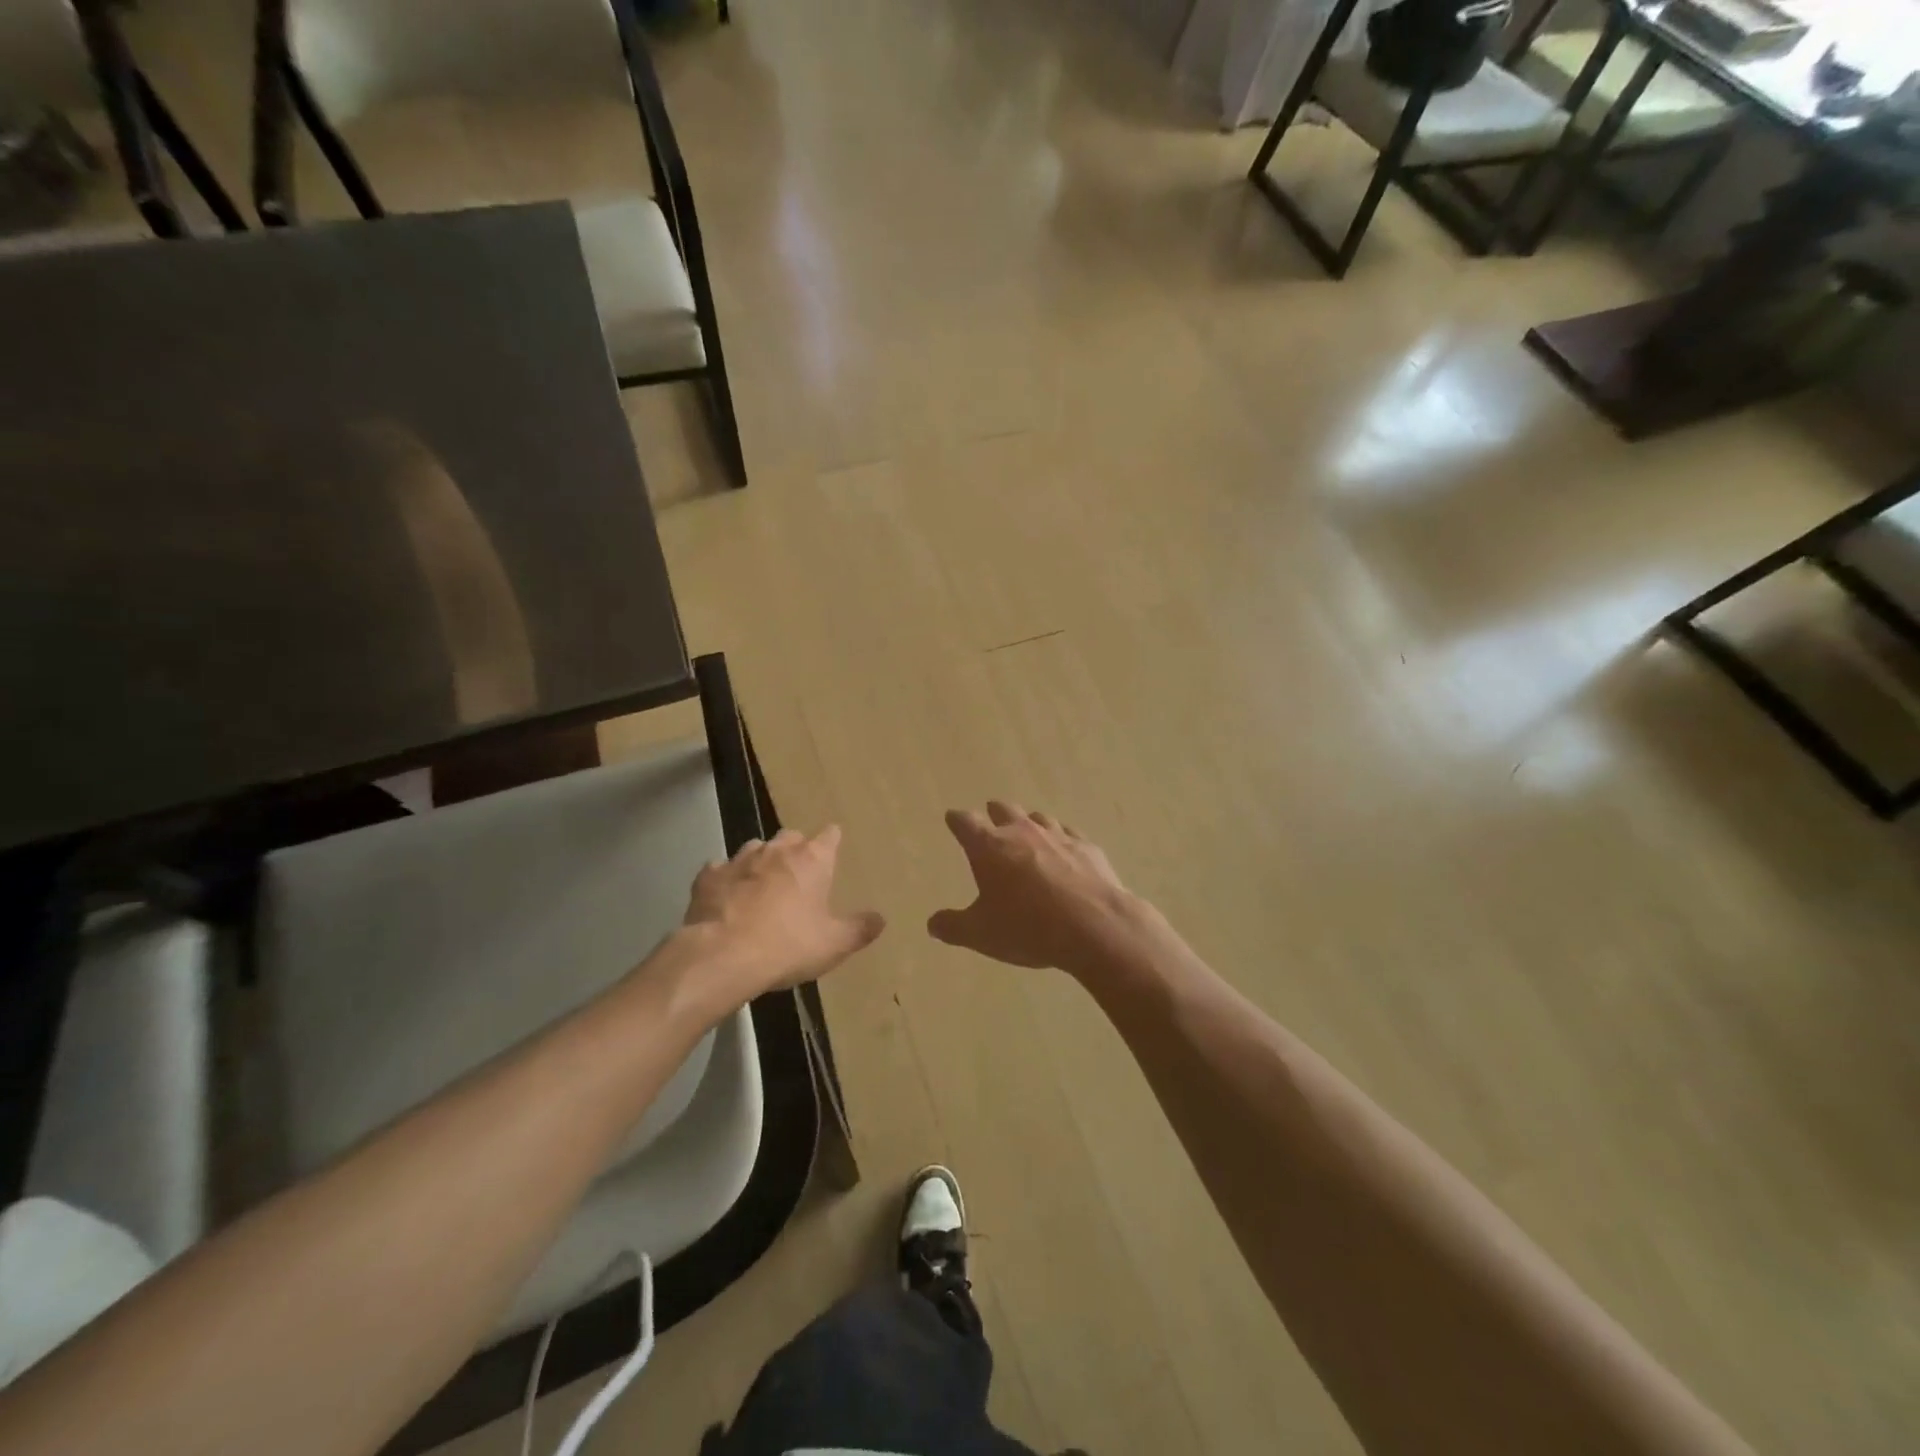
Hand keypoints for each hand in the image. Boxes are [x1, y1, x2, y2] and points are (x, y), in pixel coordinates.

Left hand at [678, 826, 885, 1007]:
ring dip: (761, 862)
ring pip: (755, 848)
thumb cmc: (788, 945)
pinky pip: (720, 869)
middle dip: (796, 850)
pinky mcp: (709, 876)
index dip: (832, 842)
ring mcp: (740, 859)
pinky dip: (726, 879)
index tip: (833, 850)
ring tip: (762, 885)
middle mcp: (777, 850)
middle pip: (791, 837)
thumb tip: (881, 918)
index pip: (830, 835)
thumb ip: (859, 929)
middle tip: (798, 875)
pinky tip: (726, 896)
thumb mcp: (833, 944)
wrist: (723, 956)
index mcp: (812, 860)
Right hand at [928, 802, 1145, 977]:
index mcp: (989, 847)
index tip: (953, 819)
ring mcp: (1058, 835)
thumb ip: (953, 927)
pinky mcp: (1087, 847)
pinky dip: (1061, 840)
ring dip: (1029, 824)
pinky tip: (1065, 852)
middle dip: (994, 814)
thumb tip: (932, 924)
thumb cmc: (1028, 928)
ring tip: (1028, 834)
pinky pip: (1069, 834)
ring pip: (1038, 817)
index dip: (957, 820)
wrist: (1094, 926)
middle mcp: (1022, 832)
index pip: (965, 822)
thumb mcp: (981, 934)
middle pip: (1004, 810)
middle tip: (990, 820)